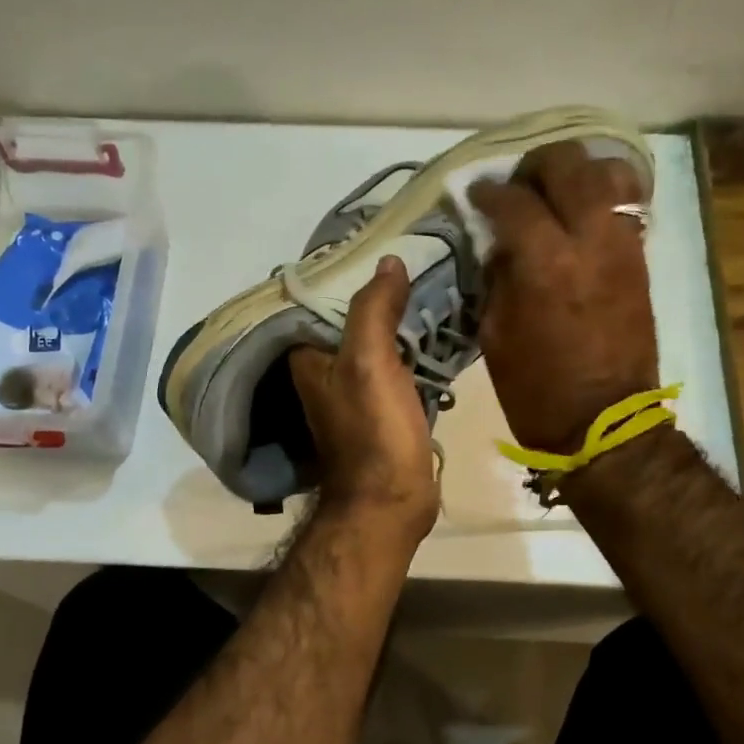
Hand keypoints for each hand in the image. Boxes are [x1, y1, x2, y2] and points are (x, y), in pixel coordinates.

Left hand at [288, 256, 440, 544]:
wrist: (391, 501)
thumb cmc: (373, 431)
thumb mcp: (368, 362)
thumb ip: (374, 309)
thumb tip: (389, 259)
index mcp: (308, 357)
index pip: (317, 299)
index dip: (344, 271)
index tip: (376, 243)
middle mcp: (324, 371)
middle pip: (349, 319)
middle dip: (377, 292)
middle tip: (414, 260)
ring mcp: (354, 391)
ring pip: (375, 341)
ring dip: (397, 319)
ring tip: (429, 283)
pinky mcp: (382, 409)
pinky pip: (396, 365)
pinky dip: (411, 347)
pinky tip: (435, 327)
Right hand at [470, 141, 658, 453]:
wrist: (603, 423)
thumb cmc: (536, 389)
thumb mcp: (494, 334)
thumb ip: (495, 277)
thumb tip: (498, 243)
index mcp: (545, 263)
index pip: (513, 201)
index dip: (488, 193)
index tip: (475, 196)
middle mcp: (589, 240)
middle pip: (567, 165)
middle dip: (535, 167)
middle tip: (516, 188)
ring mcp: (622, 246)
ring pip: (608, 172)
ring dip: (576, 174)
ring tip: (555, 194)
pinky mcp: (640, 259)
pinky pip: (627, 204)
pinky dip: (601, 196)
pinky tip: (579, 215)